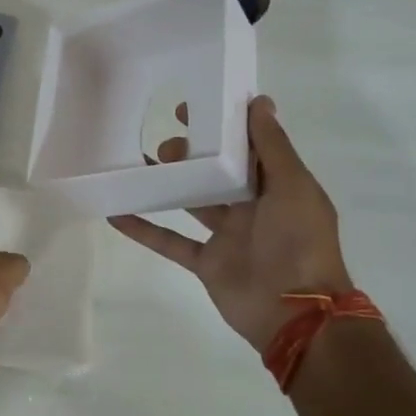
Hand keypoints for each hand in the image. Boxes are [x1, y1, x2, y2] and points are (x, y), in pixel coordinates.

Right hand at [110, 95, 351, 352]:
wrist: (295, 314)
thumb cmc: (299, 242)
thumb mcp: (293, 187)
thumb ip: (273, 147)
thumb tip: (259, 101)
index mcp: (277, 185)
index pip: (248, 146)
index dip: (223, 124)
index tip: (194, 106)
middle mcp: (252, 206)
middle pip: (216, 171)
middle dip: (191, 153)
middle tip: (166, 142)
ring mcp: (227, 235)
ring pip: (191, 201)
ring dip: (167, 183)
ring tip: (140, 162)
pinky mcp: (206, 262)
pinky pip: (170, 241)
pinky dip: (144, 229)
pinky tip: (116, 212)